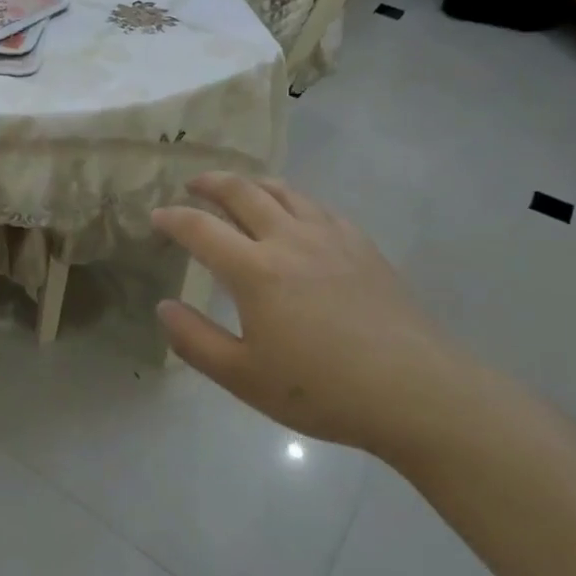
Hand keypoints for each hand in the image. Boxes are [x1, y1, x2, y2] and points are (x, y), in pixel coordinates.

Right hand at [152, 175, 463, 455]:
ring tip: (239, 188)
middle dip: (210, 183)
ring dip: (252, 183)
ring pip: (283, 191)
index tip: (157, 217)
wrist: (418, 392)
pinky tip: (295, 215)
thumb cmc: (324, 390)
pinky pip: (318, 207)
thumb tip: (164, 307)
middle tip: (192, 184)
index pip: (200, 228)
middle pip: (242, 192)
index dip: (173, 218)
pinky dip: (293, 200)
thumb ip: (195, 340)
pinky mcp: (362, 245)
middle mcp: (288, 239)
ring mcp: (329, 237)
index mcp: (254, 270)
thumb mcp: (245, 377)